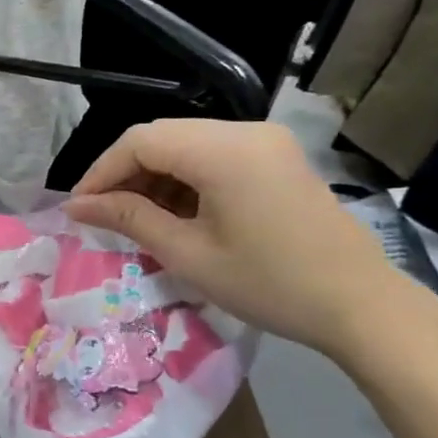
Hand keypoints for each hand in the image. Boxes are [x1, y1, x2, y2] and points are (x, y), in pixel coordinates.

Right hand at [63, 119, 429, 359]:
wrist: (362, 306)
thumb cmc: (269, 284)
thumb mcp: (187, 254)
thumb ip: (128, 219)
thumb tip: (76, 206)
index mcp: (223, 150)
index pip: (139, 141)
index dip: (101, 172)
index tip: (79, 209)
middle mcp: (245, 132)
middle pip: (161, 137)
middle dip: (124, 174)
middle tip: (103, 216)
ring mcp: (266, 142)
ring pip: (185, 144)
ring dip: (153, 177)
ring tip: (137, 220)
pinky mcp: (277, 158)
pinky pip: (213, 155)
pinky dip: (184, 179)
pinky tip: (176, 214)